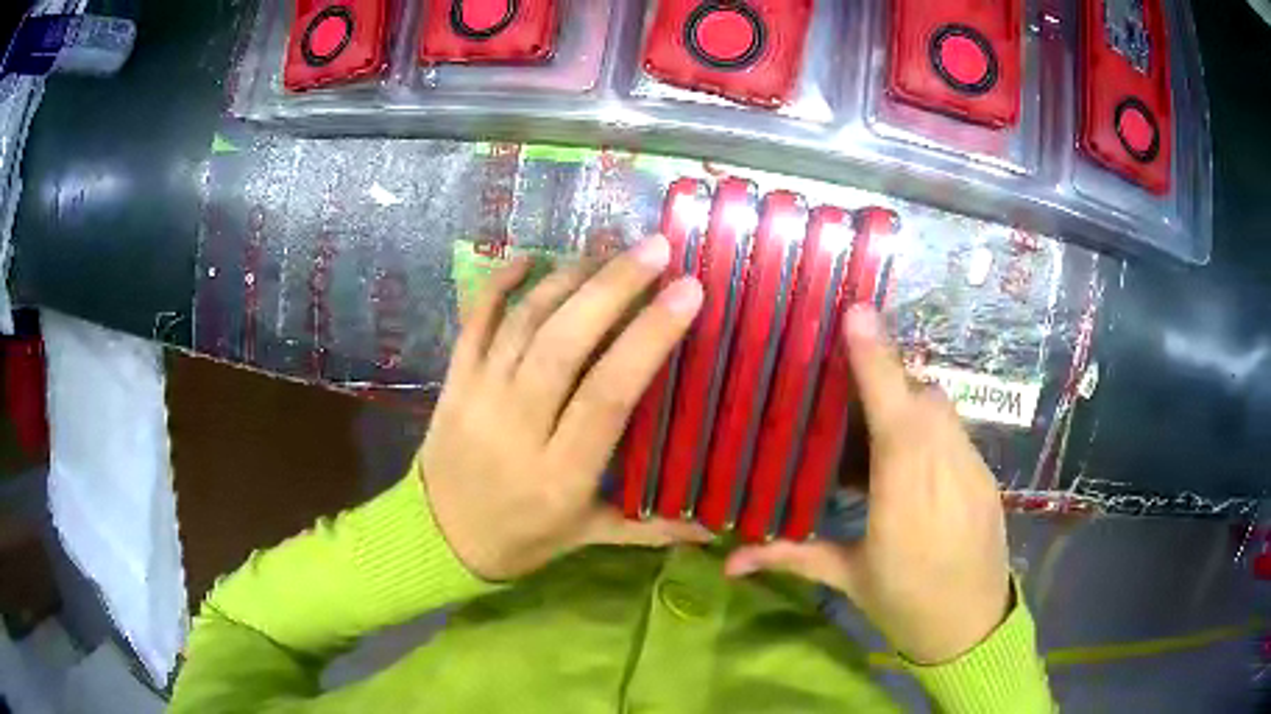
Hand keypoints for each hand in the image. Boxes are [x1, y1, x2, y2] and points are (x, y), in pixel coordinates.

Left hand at [421, 235, 710, 581]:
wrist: (437, 539)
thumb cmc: (522, 539)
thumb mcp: (588, 536)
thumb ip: (652, 527)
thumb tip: (717, 530)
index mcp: (561, 473)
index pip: (608, 394)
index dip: (648, 337)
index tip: (687, 292)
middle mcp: (517, 428)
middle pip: (563, 344)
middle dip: (612, 287)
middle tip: (655, 249)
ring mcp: (478, 398)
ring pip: (522, 325)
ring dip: (567, 279)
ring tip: (608, 250)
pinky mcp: (453, 382)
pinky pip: (473, 323)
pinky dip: (498, 285)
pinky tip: (527, 257)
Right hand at [725, 306, 1010, 664]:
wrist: (974, 628)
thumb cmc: (906, 606)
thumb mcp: (848, 580)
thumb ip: (793, 557)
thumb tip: (729, 562)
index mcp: (904, 500)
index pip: (894, 416)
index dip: (877, 363)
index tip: (856, 313)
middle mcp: (945, 472)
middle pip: (922, 396)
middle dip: (888, 378)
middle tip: (850, 386)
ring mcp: (973, 470)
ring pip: (943, 408)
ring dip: (910, 401)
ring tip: (878, 424)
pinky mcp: (986, 475)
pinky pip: (956, 430)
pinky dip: (931, 425)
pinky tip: (911, 456)